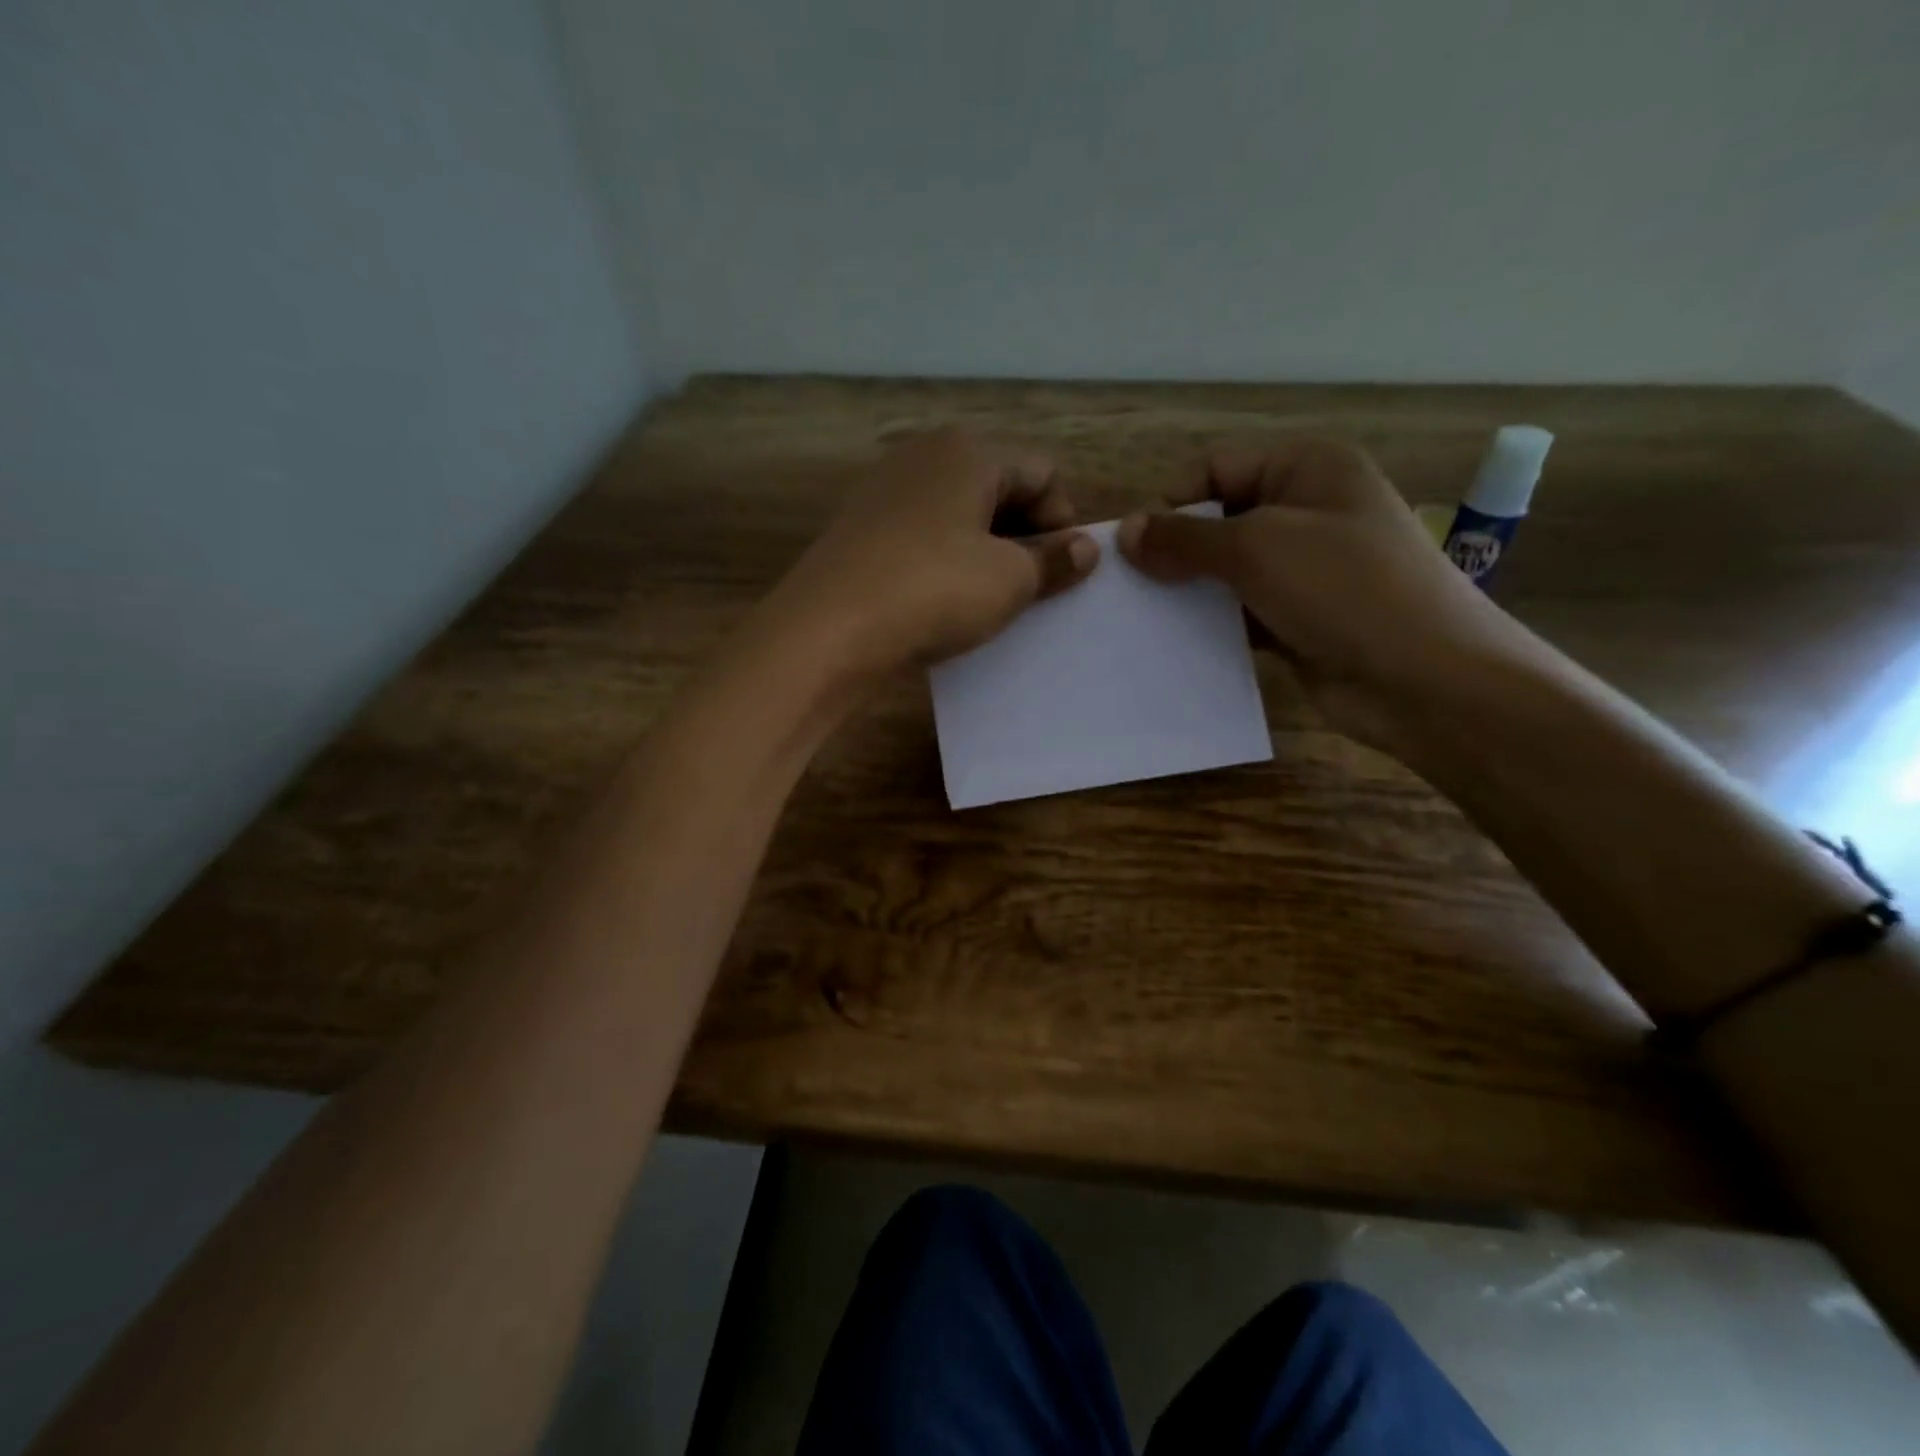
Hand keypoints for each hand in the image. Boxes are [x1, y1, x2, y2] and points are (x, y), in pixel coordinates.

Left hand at [765, 431, 1099, 681]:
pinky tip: (944, 601)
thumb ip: (1054, 560)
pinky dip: (945, 561)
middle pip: (998, 487)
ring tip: (990, 599)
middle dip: (1025, 535)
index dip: (1064, 520)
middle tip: (1032, 587)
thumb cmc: (934, 590)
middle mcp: (924, 456)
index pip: (1042, 472)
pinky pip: (923, 536)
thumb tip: (1087, 548)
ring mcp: (885, 491)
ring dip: (985, 552)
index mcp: (969, 452)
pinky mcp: (859, 529)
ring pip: (958, 514)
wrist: (828, 629)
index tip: (1064, 569)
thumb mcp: (1009, 580)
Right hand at [1117, 437, 1516, 749]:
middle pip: (1218, 519)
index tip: (1134, 551)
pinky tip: (1177, 645)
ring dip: (1189, 592)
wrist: (1425, 679)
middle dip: (1175, 551)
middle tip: (1132, 588)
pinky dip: (1211, 625)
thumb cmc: (1344, 589)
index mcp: (1306, 468)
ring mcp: (1305, 569)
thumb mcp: (1257, 548)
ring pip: (1226, 571)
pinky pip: (1240, 613)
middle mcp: (1306, 510)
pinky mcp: (1298, 619)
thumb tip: (1124, 533)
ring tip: (1145, 619)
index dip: (1172, 503)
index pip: (1216, 468)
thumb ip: (1185, 538)